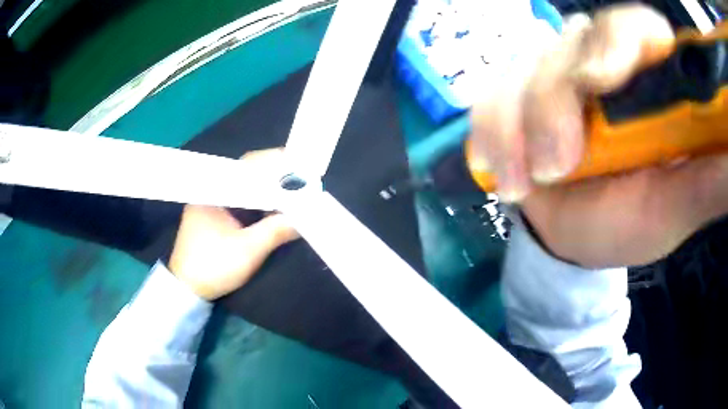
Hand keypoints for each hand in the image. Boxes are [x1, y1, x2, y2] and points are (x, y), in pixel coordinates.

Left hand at [169, 151, 298, 299]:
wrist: (188, 289)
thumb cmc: (213, 267)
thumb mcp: (247, 251)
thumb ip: (275, 231)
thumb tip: (304, 217)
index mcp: (213, 190)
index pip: (248, 165)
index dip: (275, 164)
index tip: (298, 168)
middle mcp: (212, 190)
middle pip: (247, 174)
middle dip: (274, 176)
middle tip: (301, 180)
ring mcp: (213, 202)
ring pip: (245, 187)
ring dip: (267, 190)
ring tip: (293, 191)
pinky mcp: (215, 215)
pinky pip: (241, 200)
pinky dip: (258, 202)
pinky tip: (274, 207)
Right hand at [471, 4, 727, 267]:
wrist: (577, 237)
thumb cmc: (631, 222)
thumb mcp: (676, 207)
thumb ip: (709, 180)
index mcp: (645, 79)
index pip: (634, 27)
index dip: (621, 38)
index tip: (607, 78)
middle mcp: (596, 63)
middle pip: (572, 43)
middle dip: (560, 93)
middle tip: (561, 158)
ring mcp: (551, 77)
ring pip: (525, 71)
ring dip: (522, 125)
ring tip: (532, 183)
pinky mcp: (513, 99)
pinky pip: (489, 100)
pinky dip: (492, 136)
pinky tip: (506, 179)